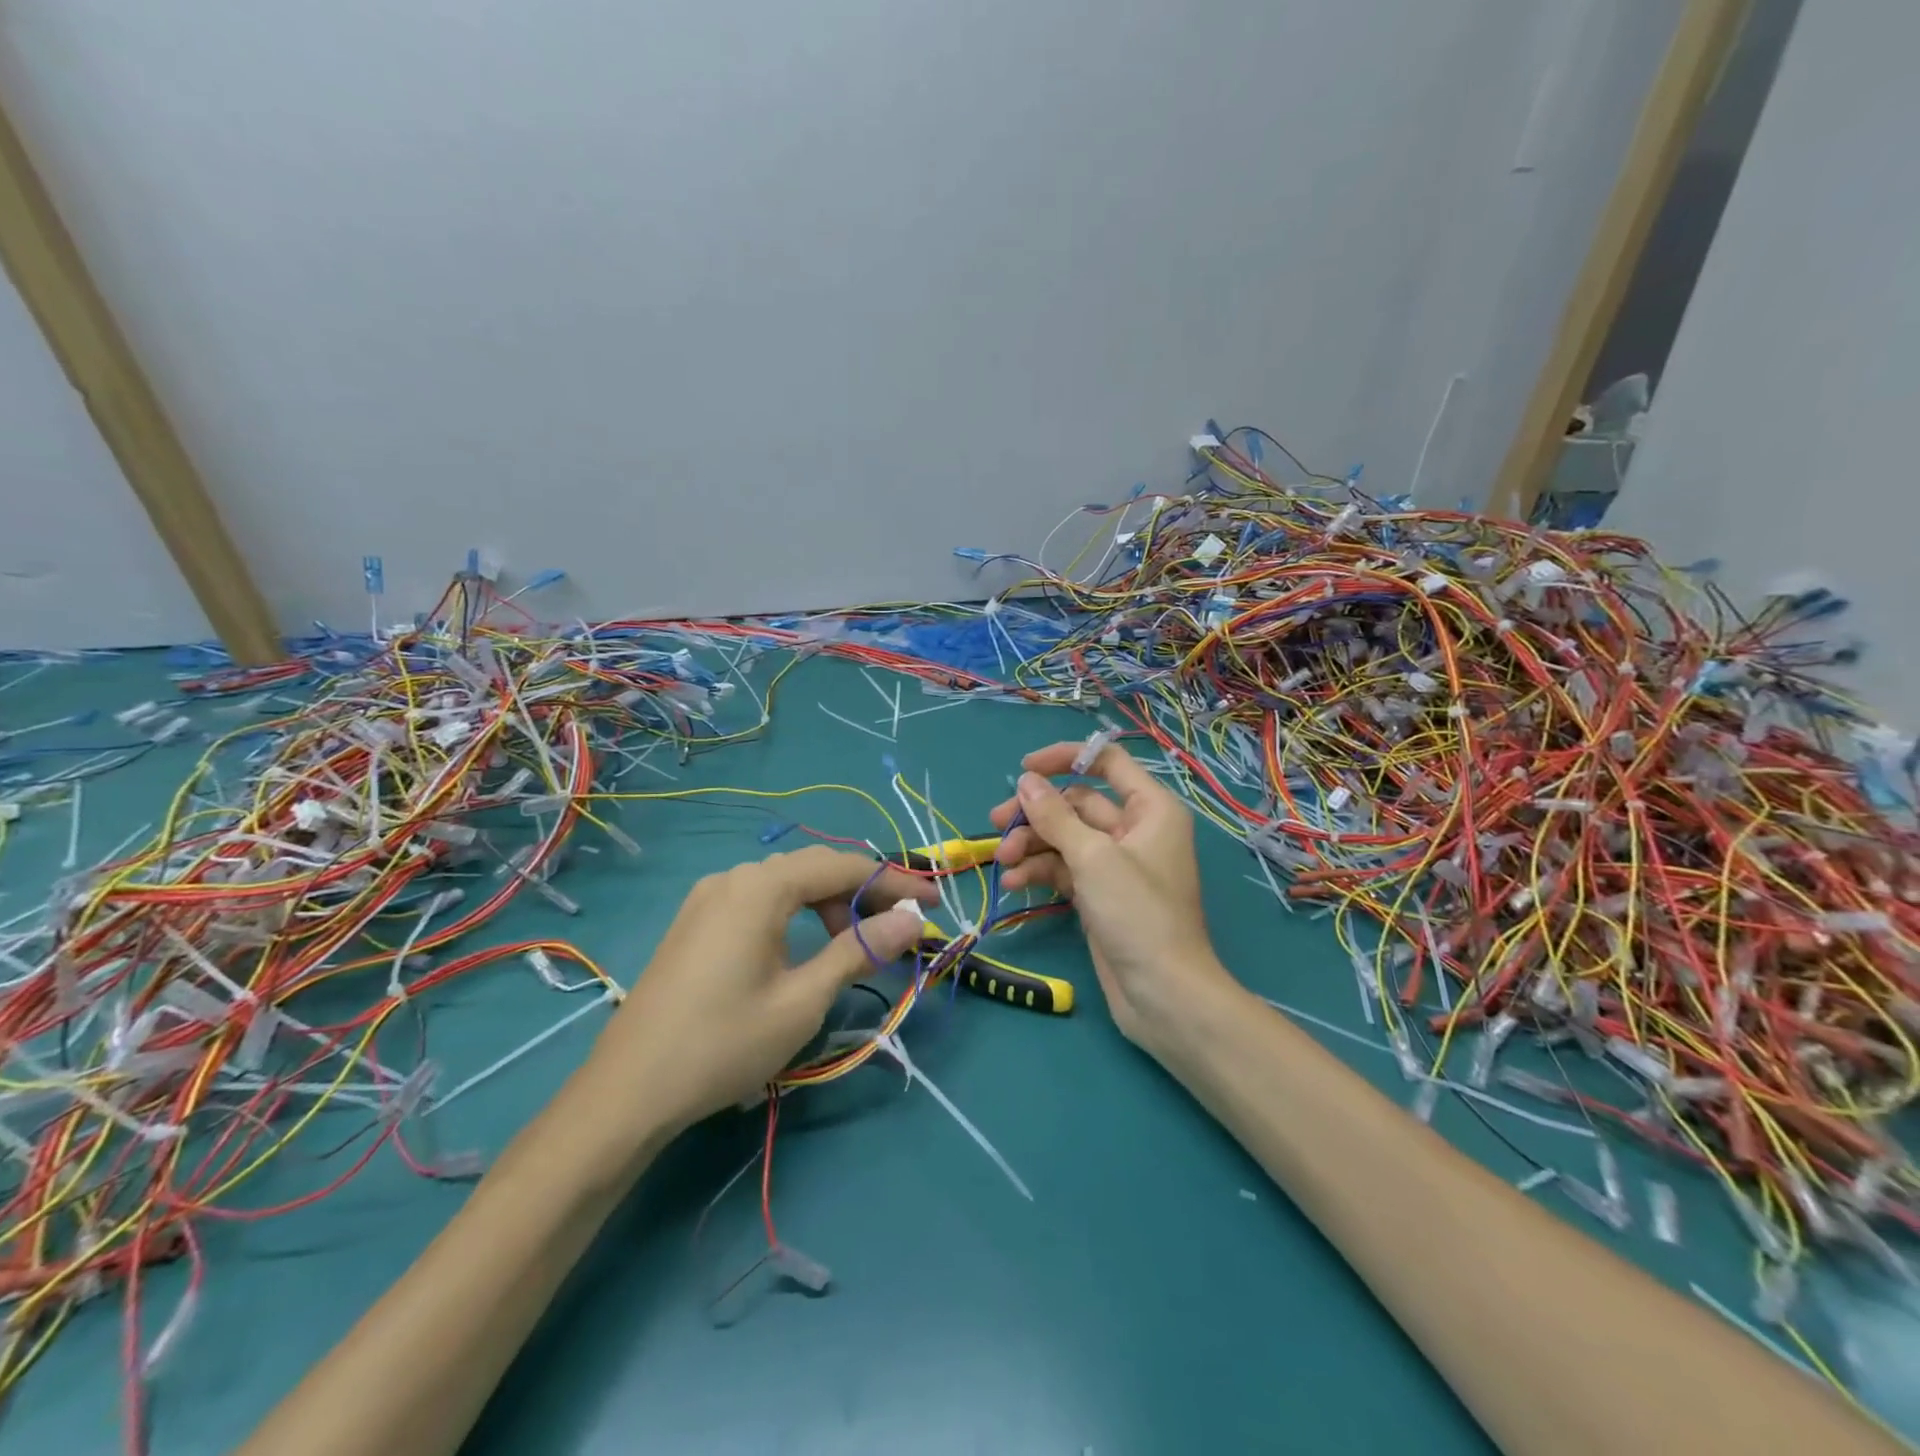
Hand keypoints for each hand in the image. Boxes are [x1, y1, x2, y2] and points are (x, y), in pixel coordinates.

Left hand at [587, 846, 934, 1132]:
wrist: (627, 1092)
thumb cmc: (724, 1043)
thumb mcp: (803, 999)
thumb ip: (859, 950)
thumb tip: (911, 920)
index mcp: (760, 887)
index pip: (843, 866)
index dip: (893, 882)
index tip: (932, 904)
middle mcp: (733, 878)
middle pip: (814, 869)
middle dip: (863, 892)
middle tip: (901, 927)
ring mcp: (709, 898)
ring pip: (786, 886)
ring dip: (829, 906)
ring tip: (856, 946)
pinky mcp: (696, 923)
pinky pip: (760, 902)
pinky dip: (796, 915)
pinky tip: (807, 947)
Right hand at [989, 742, 1236, 1050]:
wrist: (1163, 994)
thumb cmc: (1138, 914)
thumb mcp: (1093, 857)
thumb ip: (1055, 816)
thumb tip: (1026, 780)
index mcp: (1150, 808)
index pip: (1106, 762)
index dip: (1065, 758)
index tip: (1024, 770)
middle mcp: (1135, 829)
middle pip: (1077, 804)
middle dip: (1036, 813)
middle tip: (996, 823)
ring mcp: (1116, 864)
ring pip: (1065, 838)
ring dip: (1031, 846)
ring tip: (1002, 863)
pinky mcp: (1100, 894)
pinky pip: (1064, 869)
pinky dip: (1040, 872)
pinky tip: (1013, 884)